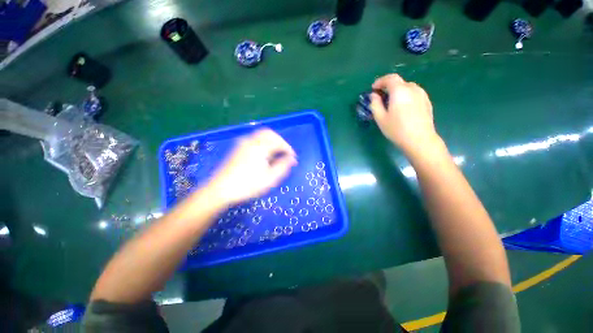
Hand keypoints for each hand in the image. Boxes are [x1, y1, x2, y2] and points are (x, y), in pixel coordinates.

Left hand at [207, 129, 296, 206]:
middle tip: (285, 153)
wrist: (221, 189)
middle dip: (280, 142)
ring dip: (271, 141)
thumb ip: (283, 166)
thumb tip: (292, 159)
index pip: (279, 142)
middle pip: (269, 133)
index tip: (293, 158)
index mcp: (260, 147)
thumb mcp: (270, 178)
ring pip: (261, 135)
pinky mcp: (238, 148)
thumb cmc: (248, 185)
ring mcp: (243, 143)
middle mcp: (251, 141)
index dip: (288, 149)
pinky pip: (254, 139)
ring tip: (276, 154)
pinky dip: (263, 143)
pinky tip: (264, 155)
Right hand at [370, 74, 440, 155]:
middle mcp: (412, 89)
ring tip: (392, 103)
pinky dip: (406, 96)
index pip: (390, 78)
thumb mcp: (380, 118)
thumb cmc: (397, 129)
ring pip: (407, 88)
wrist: (420, 140)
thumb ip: (375, 104)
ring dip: (398, 92)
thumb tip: (374, 95)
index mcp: (400, 91)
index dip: (380, 81)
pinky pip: (414, 94)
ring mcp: (422, 95)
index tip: (373, 89)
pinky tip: (403, 108)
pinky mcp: (427, 102)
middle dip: (388, 87)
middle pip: (399, 82)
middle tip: (381, 97)